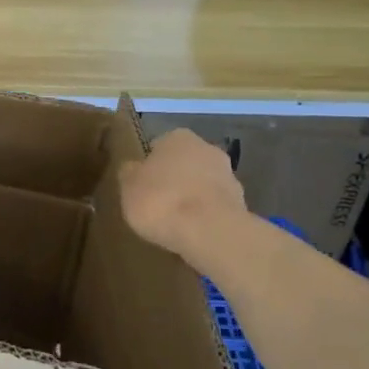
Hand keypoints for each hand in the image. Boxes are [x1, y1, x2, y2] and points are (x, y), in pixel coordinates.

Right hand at [118, 129, 247, 267]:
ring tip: (175, 221)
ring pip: (202, 183)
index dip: (148, 166)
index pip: (158, 146)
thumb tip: (133, 168)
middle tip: (157, 202)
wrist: (209, 231)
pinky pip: (214, 205)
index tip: (141, 185)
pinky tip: (193, 231)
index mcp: (177, 137)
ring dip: (191, 196)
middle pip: (184, 163)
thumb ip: (130, 173)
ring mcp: (228, 175)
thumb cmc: (160, 201)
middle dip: (174, 179)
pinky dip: (205, 214)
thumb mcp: (128, 186)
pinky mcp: (241, 202)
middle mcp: (207, 148)